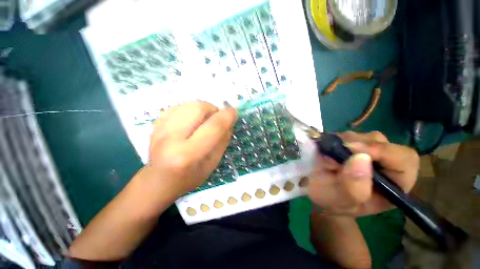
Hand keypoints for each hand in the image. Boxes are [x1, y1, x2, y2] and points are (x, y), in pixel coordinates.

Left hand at [148, 101, 236, 196]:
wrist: (158, 180)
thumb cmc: (189, 177)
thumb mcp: (213, 163)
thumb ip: (222, 140)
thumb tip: (229, 120)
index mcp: (188, 154)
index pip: (213, 127)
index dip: (227, 116)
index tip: (234, 112)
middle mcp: (171, 138)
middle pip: (198, 108)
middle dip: (213, 109)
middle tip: (217, 119)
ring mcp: (159, 129)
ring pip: (188, 104)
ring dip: (203, 108)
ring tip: (205, 120)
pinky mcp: (155, 124)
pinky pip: (178, 106)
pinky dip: (191, 109)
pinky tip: (192, 121)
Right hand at [307, 131, 418, 216]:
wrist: (323, 194)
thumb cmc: (334, 202)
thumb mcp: (342, 201)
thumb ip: (353, 187)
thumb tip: (361, 158)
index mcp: (395, 184)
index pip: (404, 159)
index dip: (382, 151)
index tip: (351, 149)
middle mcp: (387, 165)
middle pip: (383, 143)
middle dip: (358, 144)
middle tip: (335, 150)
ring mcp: (370, 153)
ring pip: (365, 136)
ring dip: (345, 141)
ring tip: (330, 152)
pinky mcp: (355, 146)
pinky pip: (350, 135)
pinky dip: (338, 138)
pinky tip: (329, 148)